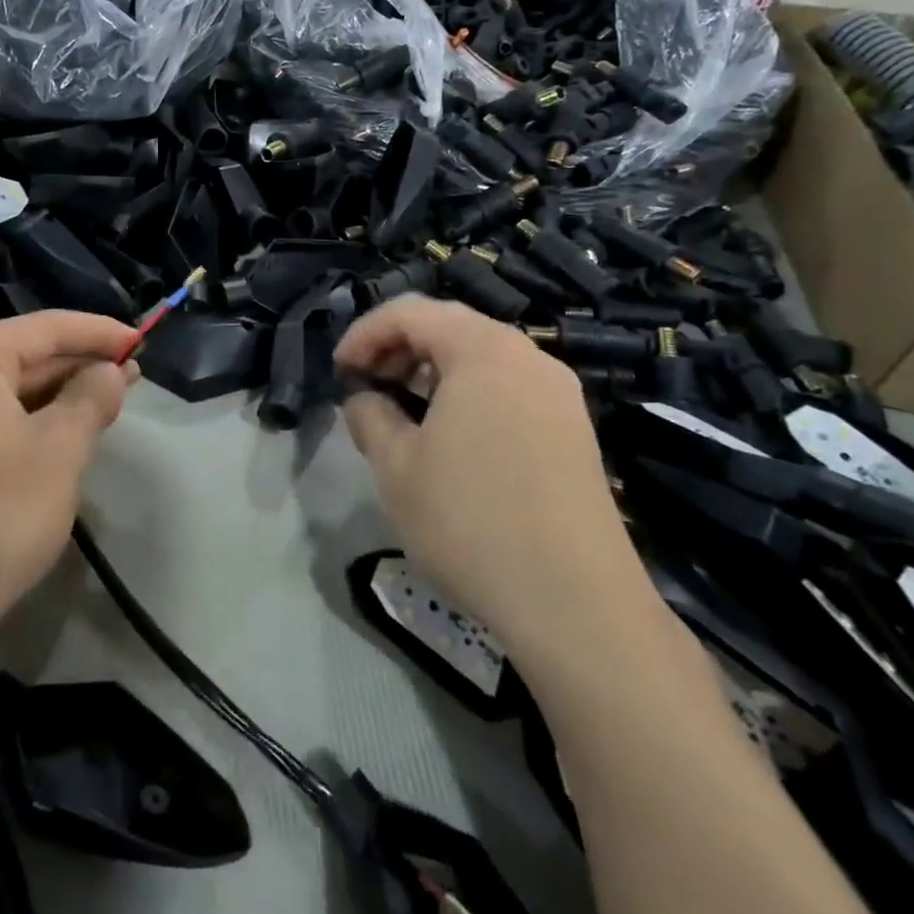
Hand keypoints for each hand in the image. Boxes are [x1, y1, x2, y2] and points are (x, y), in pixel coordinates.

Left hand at [0, 312, 138, 690]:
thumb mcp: (59, 454)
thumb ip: (91, 398)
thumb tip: (110, 371)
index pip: (44, 328)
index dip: (99, 333)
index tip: (140, 340)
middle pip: (14, 356)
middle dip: (73, 368)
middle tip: (127, 379)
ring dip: (44, 397)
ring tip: (95, 408)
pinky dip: (9, 421)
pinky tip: (43, 437)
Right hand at [335, 297, 654, 678]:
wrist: (574, 601)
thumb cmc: (470, 520)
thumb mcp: (396, 466)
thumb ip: (369, 416)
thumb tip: (364, 399)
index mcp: (483, 350)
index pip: (411, 312)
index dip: (365, 333)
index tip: (339, 370)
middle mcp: (528, 357)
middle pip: (451, 327)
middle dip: (399, 348)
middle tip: (366, 386)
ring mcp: (558, 393)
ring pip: (482, 358)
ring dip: (433, 372)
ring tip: (402, 411)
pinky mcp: (573, 430)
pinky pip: (509, 388)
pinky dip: (468, 394)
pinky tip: (450, 437)